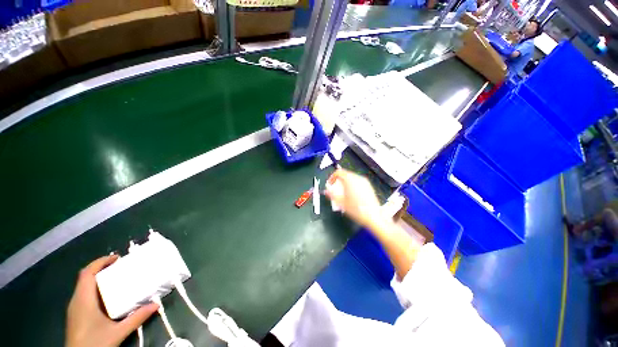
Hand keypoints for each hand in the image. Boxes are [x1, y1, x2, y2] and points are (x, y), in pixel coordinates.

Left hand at [66, 255, 158, 346]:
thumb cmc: (95, 343)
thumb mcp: (118, 333)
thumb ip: (136, 318)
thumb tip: (156, 305)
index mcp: (84, 300)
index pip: (87, 273)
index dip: (100, 262)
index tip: (117, 257)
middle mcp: (76, 300)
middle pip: (85, 277)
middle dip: (101, 268)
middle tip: (119, 267)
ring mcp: (74, 308)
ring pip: (83, 286)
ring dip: (97, 278)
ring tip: (115, 278)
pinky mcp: (75, 315)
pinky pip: (83, 294)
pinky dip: (95, 289)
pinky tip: (106, 297)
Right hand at [325, 169, 385, 229]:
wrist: (373, 216)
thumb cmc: (357, 210)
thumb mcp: (341, 202)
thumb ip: (331, 195)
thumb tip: (326, 191)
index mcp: (350, 180)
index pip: (338, 172)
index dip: (332, 177)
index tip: (330, 183)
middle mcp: (358, 178)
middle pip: (345, 174)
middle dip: (338, 180)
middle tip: (335, 188)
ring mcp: (364, 182)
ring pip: (351, 178)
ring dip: (345, 182)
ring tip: (343, 192)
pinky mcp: (368, 186)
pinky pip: (358, 181)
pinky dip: (352, 185)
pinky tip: (352, 195)